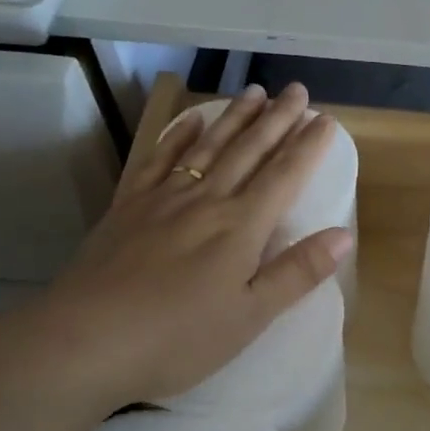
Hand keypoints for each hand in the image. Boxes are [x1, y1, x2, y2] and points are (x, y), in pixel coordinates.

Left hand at [0, 84, 351, 419]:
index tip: (327, 119)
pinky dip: (178, 136)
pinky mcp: (129, 206)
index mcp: (241, 226)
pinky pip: (159, 160)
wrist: (85, 340)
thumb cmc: (177, 338)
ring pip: (208, 146)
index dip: (308, 146)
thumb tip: (344, 235)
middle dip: (277, 119)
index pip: (284, 175)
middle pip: (249, 150)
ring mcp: (164, 198)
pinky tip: (191, 121)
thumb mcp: (250, 316)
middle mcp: (207, 200)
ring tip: (255, 92)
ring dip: (235, 117)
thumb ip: (297, 272)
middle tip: (297, 90)